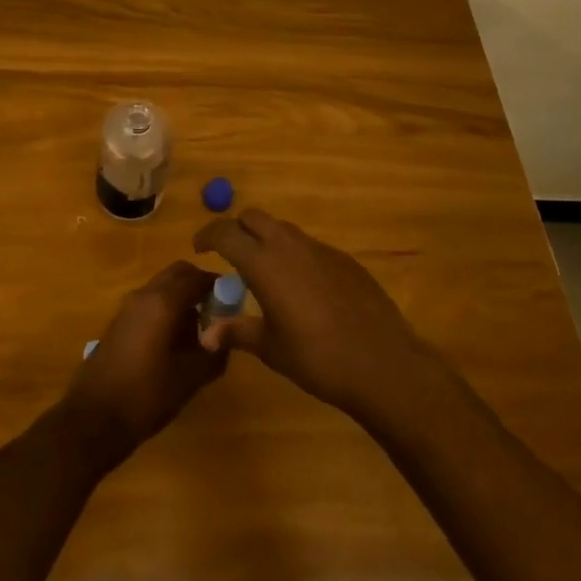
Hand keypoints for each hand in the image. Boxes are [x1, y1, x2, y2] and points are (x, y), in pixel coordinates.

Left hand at [57, 261, 227, 469]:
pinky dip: (165, 309)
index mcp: (163, 302)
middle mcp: (144, 295)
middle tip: (216, 312)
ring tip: (197, 332)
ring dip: (181, 298)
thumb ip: (214, 353)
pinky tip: (173, 343)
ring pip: (161, 287)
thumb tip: (225, 339)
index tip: (233, 303)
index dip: (218, 285)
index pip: (197, 276)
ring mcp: (127, 307)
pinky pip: (149, 303)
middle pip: (177, 274)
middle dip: (199, 285)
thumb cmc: (146, 395)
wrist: (94, 417)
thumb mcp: (190, 378)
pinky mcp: (118, 322)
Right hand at [194, 209, 443, 426]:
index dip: (207, 235)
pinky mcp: (345, 260)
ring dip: (267, 240)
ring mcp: (321, 250)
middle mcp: (290, 246)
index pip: (226, 232)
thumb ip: (237, 332)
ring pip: (283, 229)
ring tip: (264, 272)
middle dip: (237, 229)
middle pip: (254, 217)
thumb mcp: (270, 348)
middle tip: (229, 255)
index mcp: (264, 263)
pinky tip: (302, 288)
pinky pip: (310, 247)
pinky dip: (295, 256)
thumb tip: (207, 333)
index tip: (198, 248)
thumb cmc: (317, 358)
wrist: (382, 363)